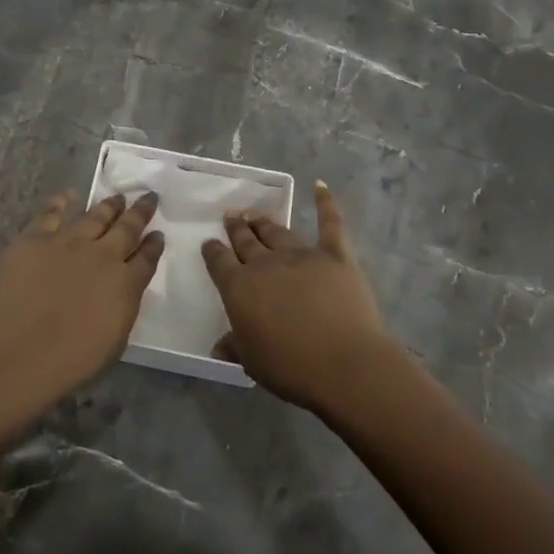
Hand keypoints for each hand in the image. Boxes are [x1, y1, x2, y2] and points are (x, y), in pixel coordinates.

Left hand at [0, 191, 163, 416]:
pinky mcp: (34, 239)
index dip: (154, 245)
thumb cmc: (71, 360)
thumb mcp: (115, 338)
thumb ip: (123, 305)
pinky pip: (50, 213)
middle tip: (149, 197)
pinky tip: (68, 195)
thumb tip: (125, 286)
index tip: (158, 233)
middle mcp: (102, 254)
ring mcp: (67, 242)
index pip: (146, 258)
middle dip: (140, 212)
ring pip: (94, 216)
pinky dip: (60, 202)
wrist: (19, 352)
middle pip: (127, 228)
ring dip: (109, 206)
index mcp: (125, 283)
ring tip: (118, 197)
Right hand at [202, 181, 397, 413]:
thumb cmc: (290, 367)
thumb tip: (219, 346)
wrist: (344, 365)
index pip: (219, 262)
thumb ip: (235, 346)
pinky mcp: (336, 256)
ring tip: (255, 214)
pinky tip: (320, 186)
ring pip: (277, 232)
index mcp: (239, 287)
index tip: (209, 243)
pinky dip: (325, 203)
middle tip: (231, 216)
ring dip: (264, 222)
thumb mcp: (252, 361)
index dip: (213, 251)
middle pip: (246, 240)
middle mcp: (265, 264)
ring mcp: (302, 256)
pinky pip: (330, 224)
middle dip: (236, 228)